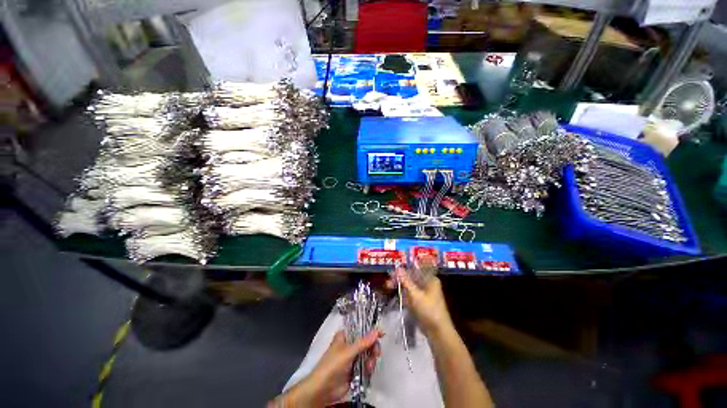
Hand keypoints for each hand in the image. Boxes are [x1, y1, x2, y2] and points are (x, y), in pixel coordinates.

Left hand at [269, 330, 381, 406]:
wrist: (323, 390)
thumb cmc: (332, 366)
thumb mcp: (348, 352)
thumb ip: (363, 342)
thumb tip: (377, 331)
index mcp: (345, 336)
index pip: (360, 329)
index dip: (371, 330)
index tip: (381, 334)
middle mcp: (350, 344)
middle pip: (367, 342)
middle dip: (372, 348)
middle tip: (375, 354)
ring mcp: (353, 358)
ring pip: (368, 354)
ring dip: (371, 360)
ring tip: (369, 367)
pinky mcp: (355, 370)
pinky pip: (366, 365)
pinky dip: (369, 368)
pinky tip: (368, 371)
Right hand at [388, 267, 453, 336]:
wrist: (438, 332)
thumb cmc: (428, 310)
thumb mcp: (415, 294)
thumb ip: (405, 281)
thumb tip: (398, 268)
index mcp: (430, 279)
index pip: (414, 270)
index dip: (402, 271)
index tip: (391, 273)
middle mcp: (428, 284)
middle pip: (411, 278)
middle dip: (400, 280)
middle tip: (388, 282)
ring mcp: (425, 294)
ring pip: (410, 287)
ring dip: (401, 287)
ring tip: (388, 287)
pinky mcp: (422, 303)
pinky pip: (412, 295)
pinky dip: (405, 294)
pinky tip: (397, 295)